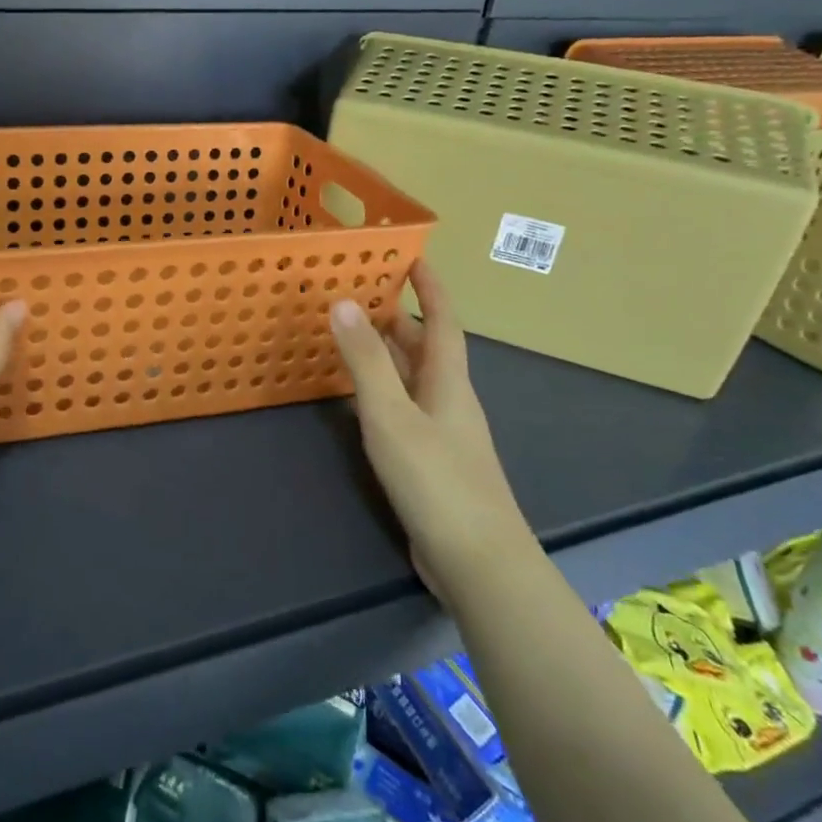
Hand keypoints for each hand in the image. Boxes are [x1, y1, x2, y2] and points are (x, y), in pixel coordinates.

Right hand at [329, 260, 532, 598]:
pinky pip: (406, 410)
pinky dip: (385, 393)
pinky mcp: (434, 464)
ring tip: (354, 338)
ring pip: (415, 381)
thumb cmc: (436, 481)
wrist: (478, 563)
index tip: (414, 258)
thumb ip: (365, 362)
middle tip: (363, 295)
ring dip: (390, 356)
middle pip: (427, 350)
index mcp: (448, 383)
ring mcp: (445, 435)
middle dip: (400, 320)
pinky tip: (362, 402)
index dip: (431, 289)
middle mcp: (450, 402)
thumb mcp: (392, 415)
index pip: (443, 322)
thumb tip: (343, 302)